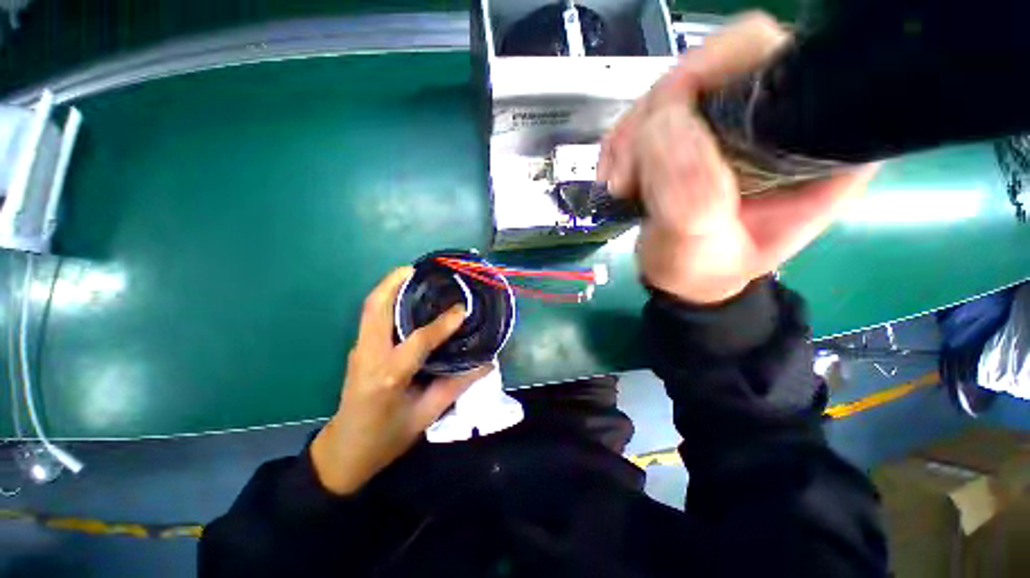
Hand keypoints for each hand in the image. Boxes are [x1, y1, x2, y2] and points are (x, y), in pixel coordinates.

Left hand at [311, 267, 490, 494]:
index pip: (419, 340)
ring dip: (390, 287)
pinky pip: (372, 317)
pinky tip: (408, 300)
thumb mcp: (426, 415)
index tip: (462, 308)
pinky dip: (388, 301)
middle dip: (395, 282)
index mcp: (388, 376)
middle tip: (419, 269)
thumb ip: (457, 385)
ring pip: (371, 308)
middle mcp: (369, 356)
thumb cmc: (386, 438)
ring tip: (414, 276)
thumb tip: (487, 363)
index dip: (443, 322)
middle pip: (376, 308)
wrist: (344, 453)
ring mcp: (360, 350)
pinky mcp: (360, 350)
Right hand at [598, 12, 878, 303]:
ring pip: (669, 90)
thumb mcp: (700, 245)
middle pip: (711, 66)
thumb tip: (663, 129)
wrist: (680, 277)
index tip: (668, 123)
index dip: (716, 70)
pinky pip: (643, 114)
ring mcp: (724, 119)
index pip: (771, 58)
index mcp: (808, 138)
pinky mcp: (687, 129)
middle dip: (658, 120)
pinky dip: (619, 145)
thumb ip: (689, 195)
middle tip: (628, 175)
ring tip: (620, 185)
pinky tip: (616, 178)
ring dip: (631, 138)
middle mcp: (771, 115)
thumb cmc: (703, 270)